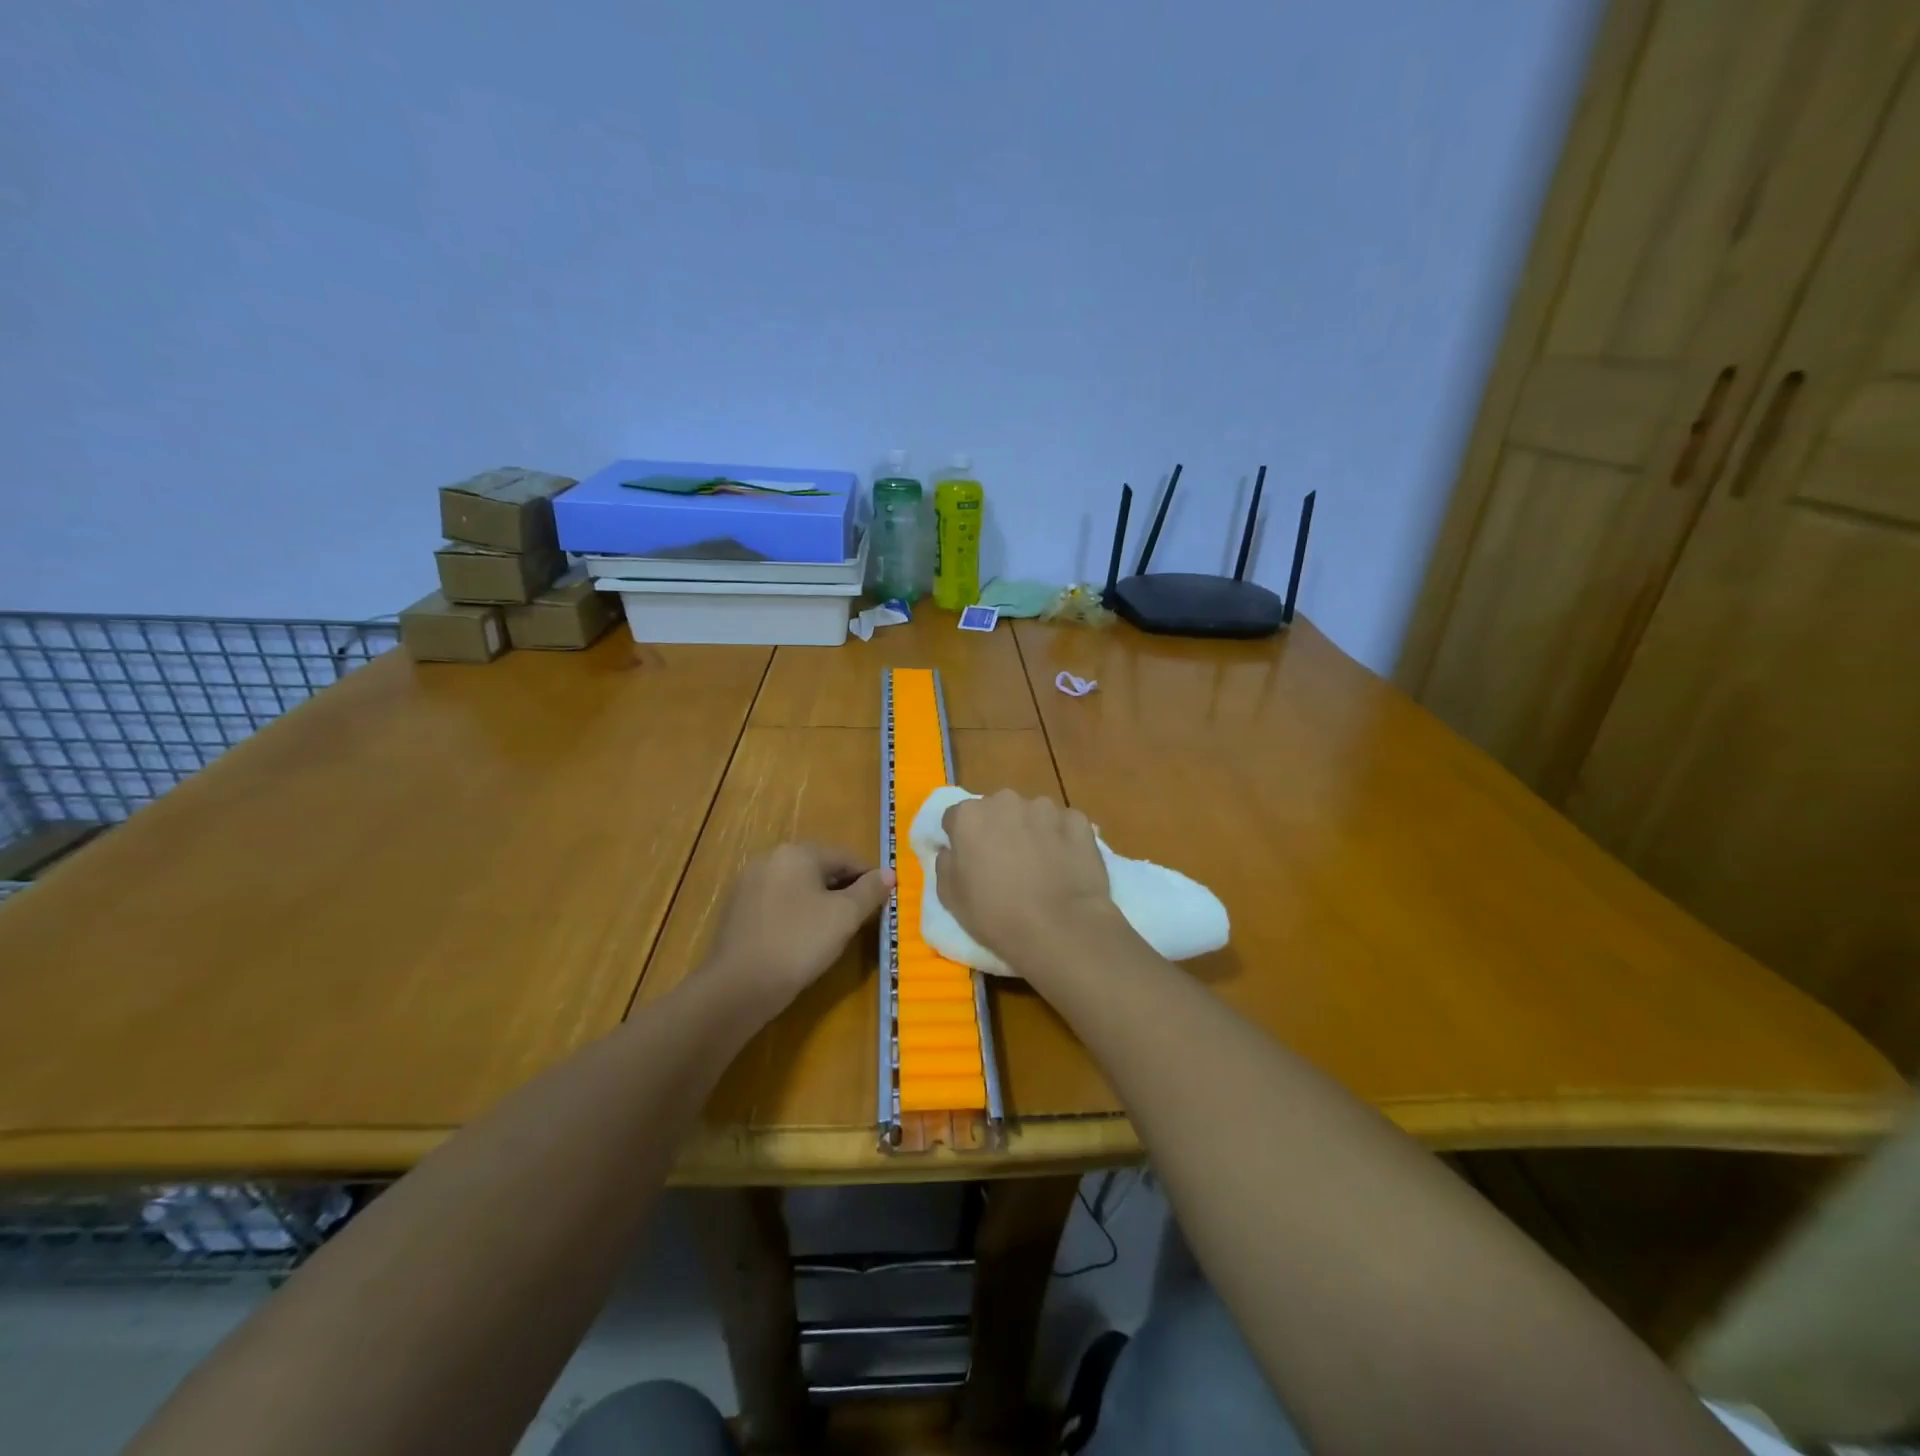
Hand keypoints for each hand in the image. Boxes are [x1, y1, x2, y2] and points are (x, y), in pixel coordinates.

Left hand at [703, 844, 892, 1012]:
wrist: (738, 986)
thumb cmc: (799, 942)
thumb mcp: (845, 916)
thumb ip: (870, 891)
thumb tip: (889, 873)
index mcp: (797, 852)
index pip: (845, 857)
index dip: (869, 878)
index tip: (884, 900)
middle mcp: (770, 859)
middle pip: (819, 869)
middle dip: (843, 889)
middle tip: (862, 917)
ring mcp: (748, 884)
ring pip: (797, 887)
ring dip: (819, 902)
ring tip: (835, 930)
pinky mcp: (736, 910)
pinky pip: (777, 903)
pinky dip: (795, 914)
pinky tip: (802, 939)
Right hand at [933, 791, 1121, 981]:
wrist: (1059, 927)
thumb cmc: (995, 915)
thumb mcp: (949, 896)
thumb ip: (945, 862)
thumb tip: (951, 849)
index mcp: (970, 815)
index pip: (957, 817)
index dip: (961, 839)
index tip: (970, 861)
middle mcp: (1006, 800)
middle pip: (997, 810)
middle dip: (998, 829)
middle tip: (1005, 863)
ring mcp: (1045, 808)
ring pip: (1032, 815)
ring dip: (1031, 832)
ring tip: (1040, 867)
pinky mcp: (1077, 820)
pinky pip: (1063, 825)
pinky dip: (1062, 839)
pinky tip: (1065, 866)